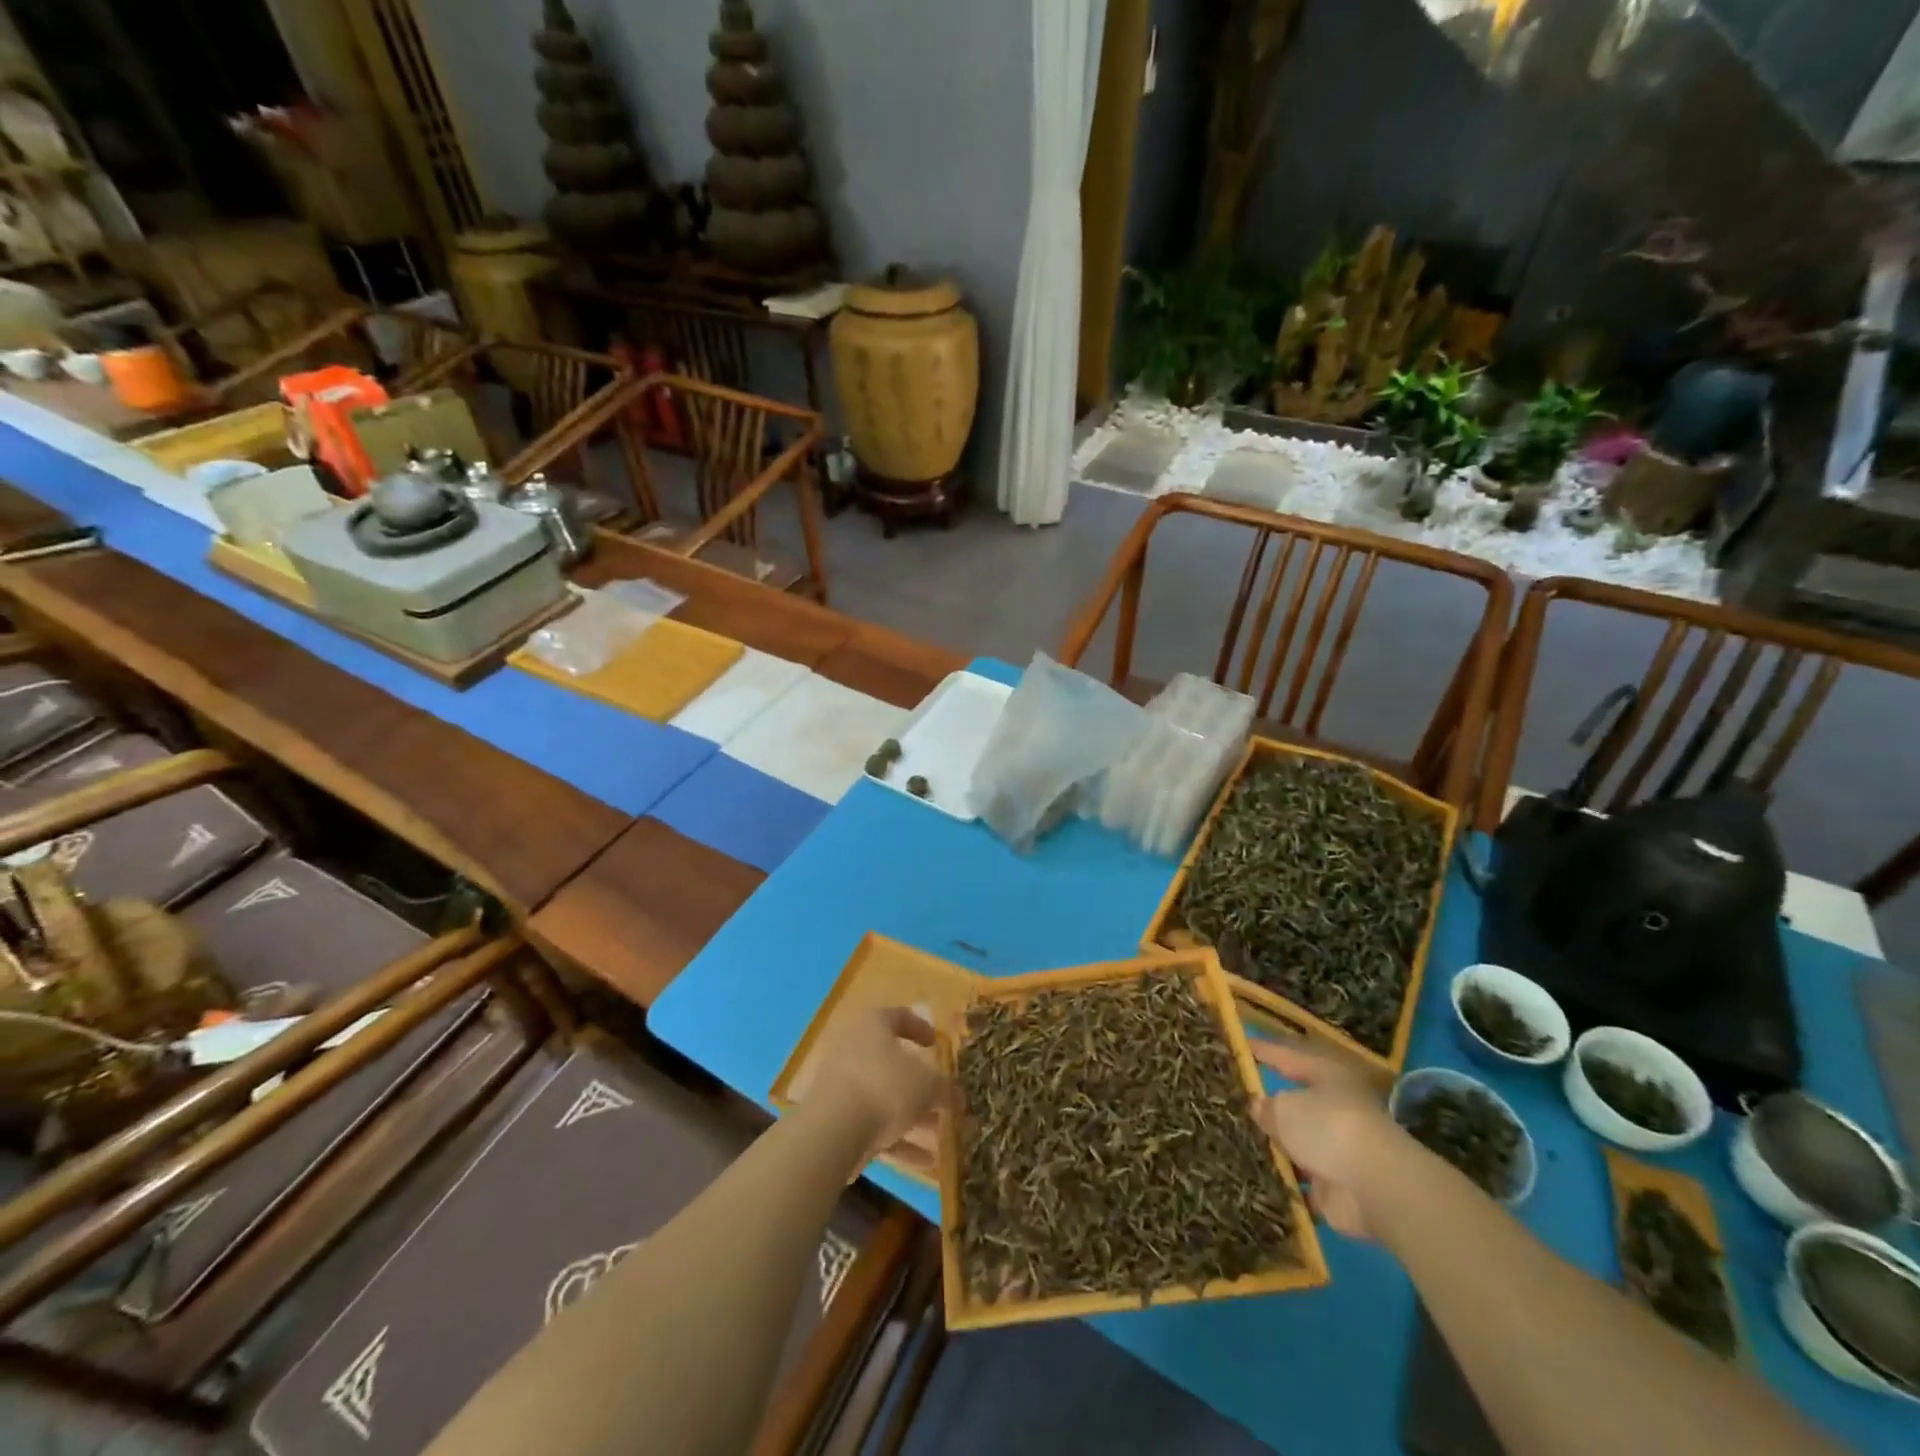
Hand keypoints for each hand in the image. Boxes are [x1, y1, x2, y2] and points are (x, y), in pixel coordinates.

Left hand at [808, 1007, 944, 1166]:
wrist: (832, 1130)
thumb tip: (958, 1095)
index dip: (920, 1028)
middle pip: (891, 1063)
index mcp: (873, 1026)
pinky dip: (897, 1141)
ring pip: (883, 1097)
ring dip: (911, 1116)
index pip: (899, 1017)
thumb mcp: (927, 1085)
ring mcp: (841, 1085)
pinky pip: (872, 1125)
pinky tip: (924, 1163)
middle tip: (941, 1099)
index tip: (936, 1044)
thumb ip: (945, 1088)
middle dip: (919, 1084)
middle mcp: (853, 1048)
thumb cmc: (885, 1087)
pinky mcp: (835, 1118)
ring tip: (939, 1136)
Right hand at [1250, 1039, 1403, 1240]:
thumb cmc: (1328, 1127)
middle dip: (1269, 1106)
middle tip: (1233, 1099)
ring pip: (1298, 1142)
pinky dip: (1284, 1179)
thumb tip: (1260, 1107)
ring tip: (1236, 1139)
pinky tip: (1255, 1175)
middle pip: (1295, 1104)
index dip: (1264, 1051)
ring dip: (1276, 1146)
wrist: (1375, 1187)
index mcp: (1327, 1077)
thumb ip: (1266, 1106)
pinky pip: (1301, 1179)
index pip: (1288, 1057)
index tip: (1241, 1045)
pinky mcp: (1336, 1187)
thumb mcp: (1284, 1108)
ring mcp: (1338, 1150)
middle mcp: (1335, 1109)